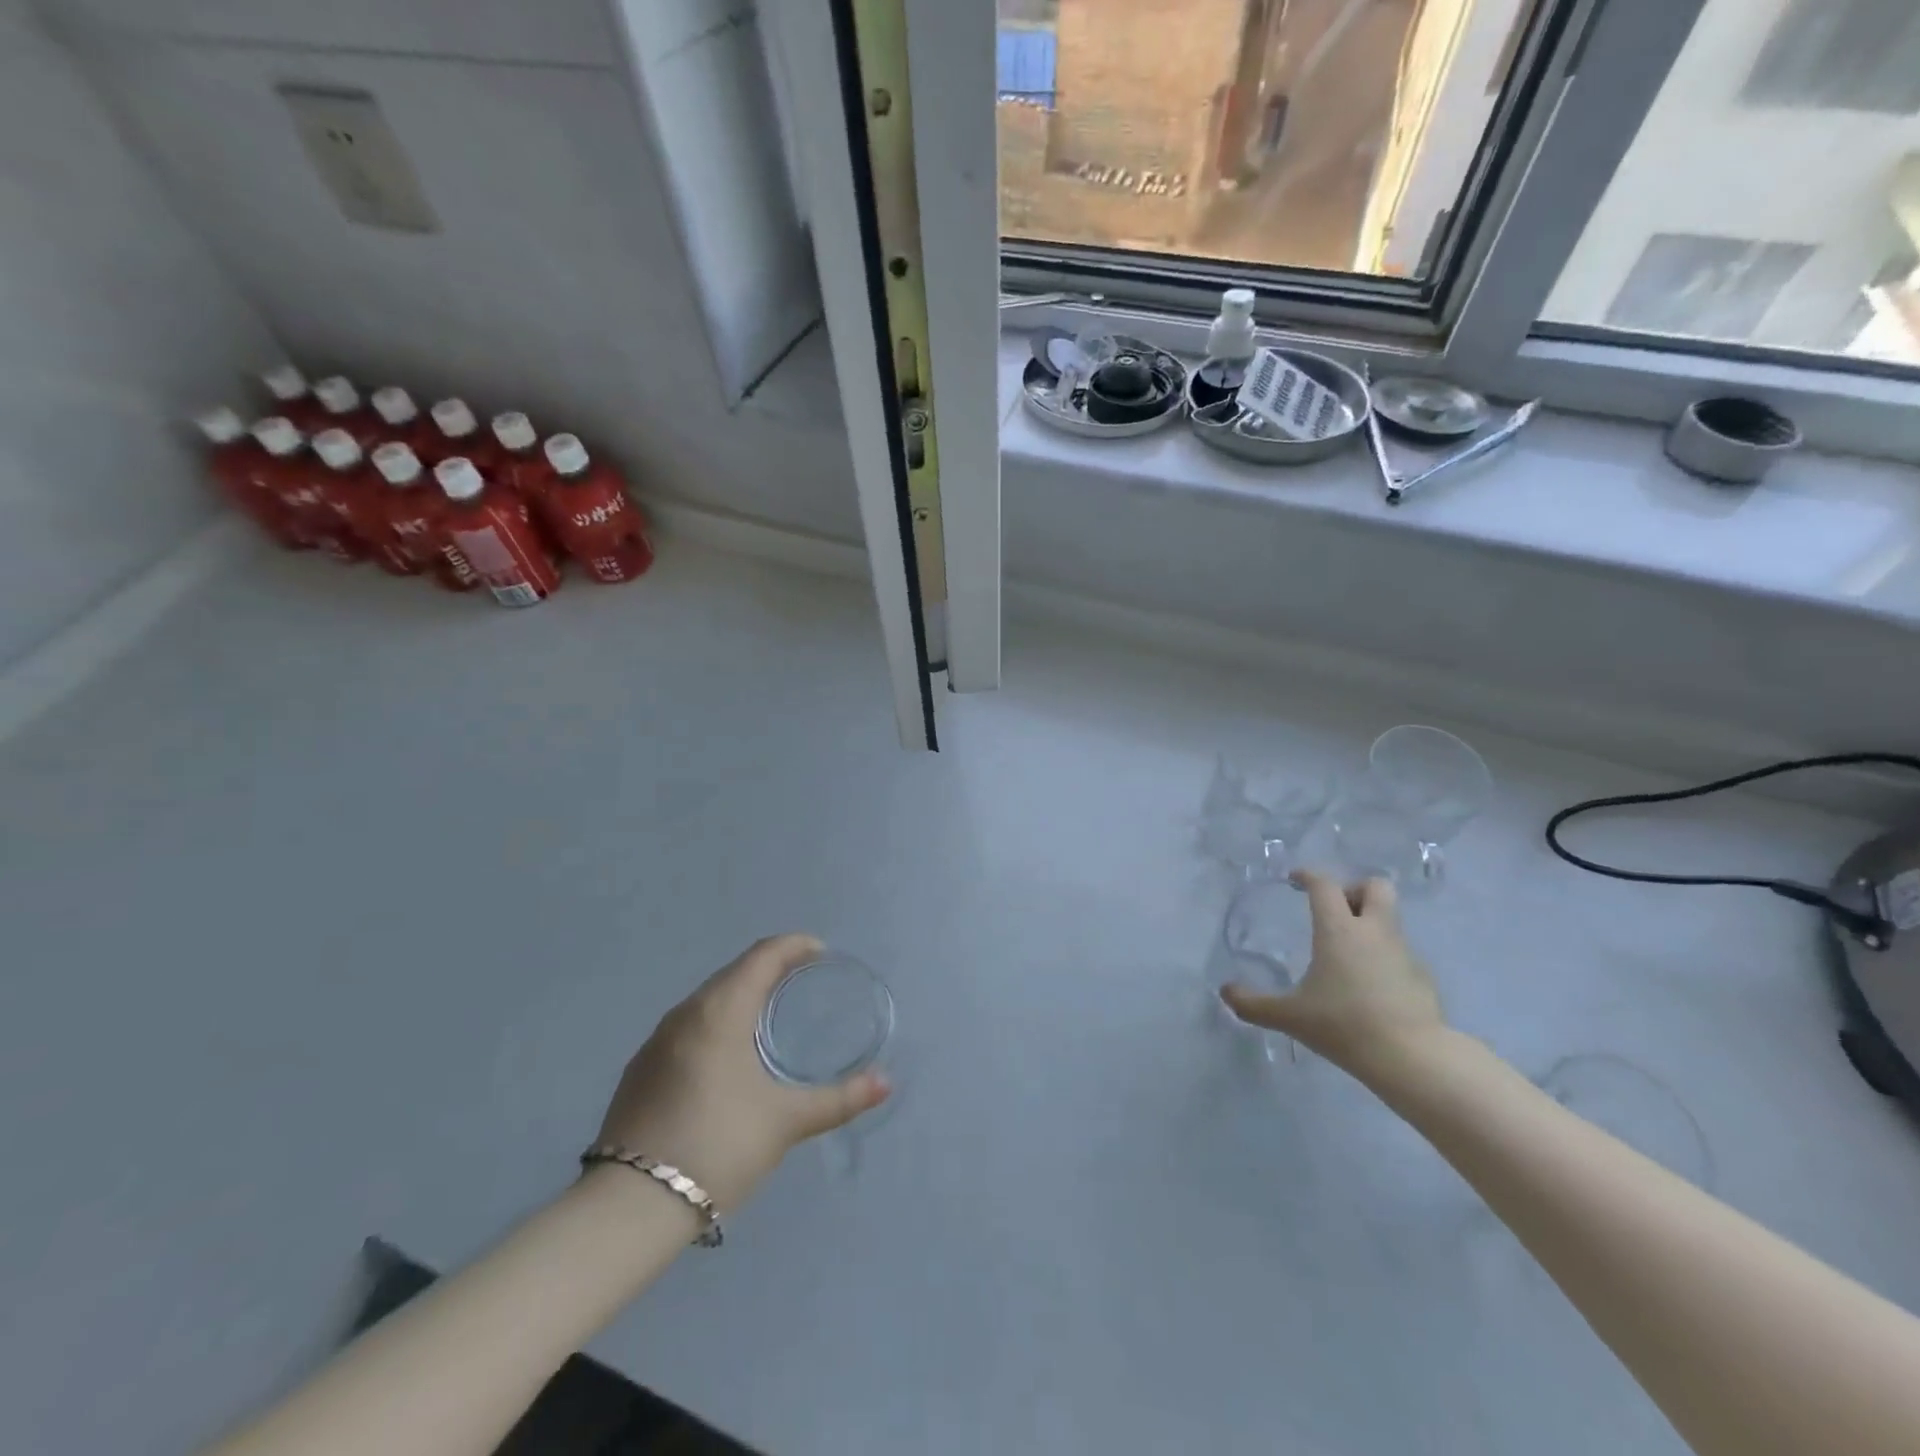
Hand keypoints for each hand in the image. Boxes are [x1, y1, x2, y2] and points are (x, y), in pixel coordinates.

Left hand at [593, 935, 889, 1211]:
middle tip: (803, 981)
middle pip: (735, 972)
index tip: (822, 953)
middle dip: (771, 968)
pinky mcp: (640, 1071)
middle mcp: (684, 1014)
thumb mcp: (785, 1121)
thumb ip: (839, 1099)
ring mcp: (655, 1042)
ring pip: (708, 1000)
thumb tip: (886, 1082)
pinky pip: (688, 1027)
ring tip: (770, 1015)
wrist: (629, 1208)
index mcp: (719, 1010)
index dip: (795, 945)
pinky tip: (728, 1056)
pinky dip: (717, 1023)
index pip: (762, 955)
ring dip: (742, 995)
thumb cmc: (717, 1146)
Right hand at [1221, 870, 1445, 1081]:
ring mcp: (1404, 953)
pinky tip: (1371, 987)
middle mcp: (1374, 931)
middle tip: (1335, 911)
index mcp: (1339, 930)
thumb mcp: (1289, 1016)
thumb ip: (1254, 1004)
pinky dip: (1385, 958)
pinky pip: (1401, 953)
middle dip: (1355, 890)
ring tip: (1347, 955)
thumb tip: (1225, 992)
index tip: (1295, 880)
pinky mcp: (1423, 978)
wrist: (1412, 1058)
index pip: (1325, 885)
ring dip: (1370, 925)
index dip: (1308, 876)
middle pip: (1376, 886)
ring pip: (1390, 920)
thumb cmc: (1344, 1025)